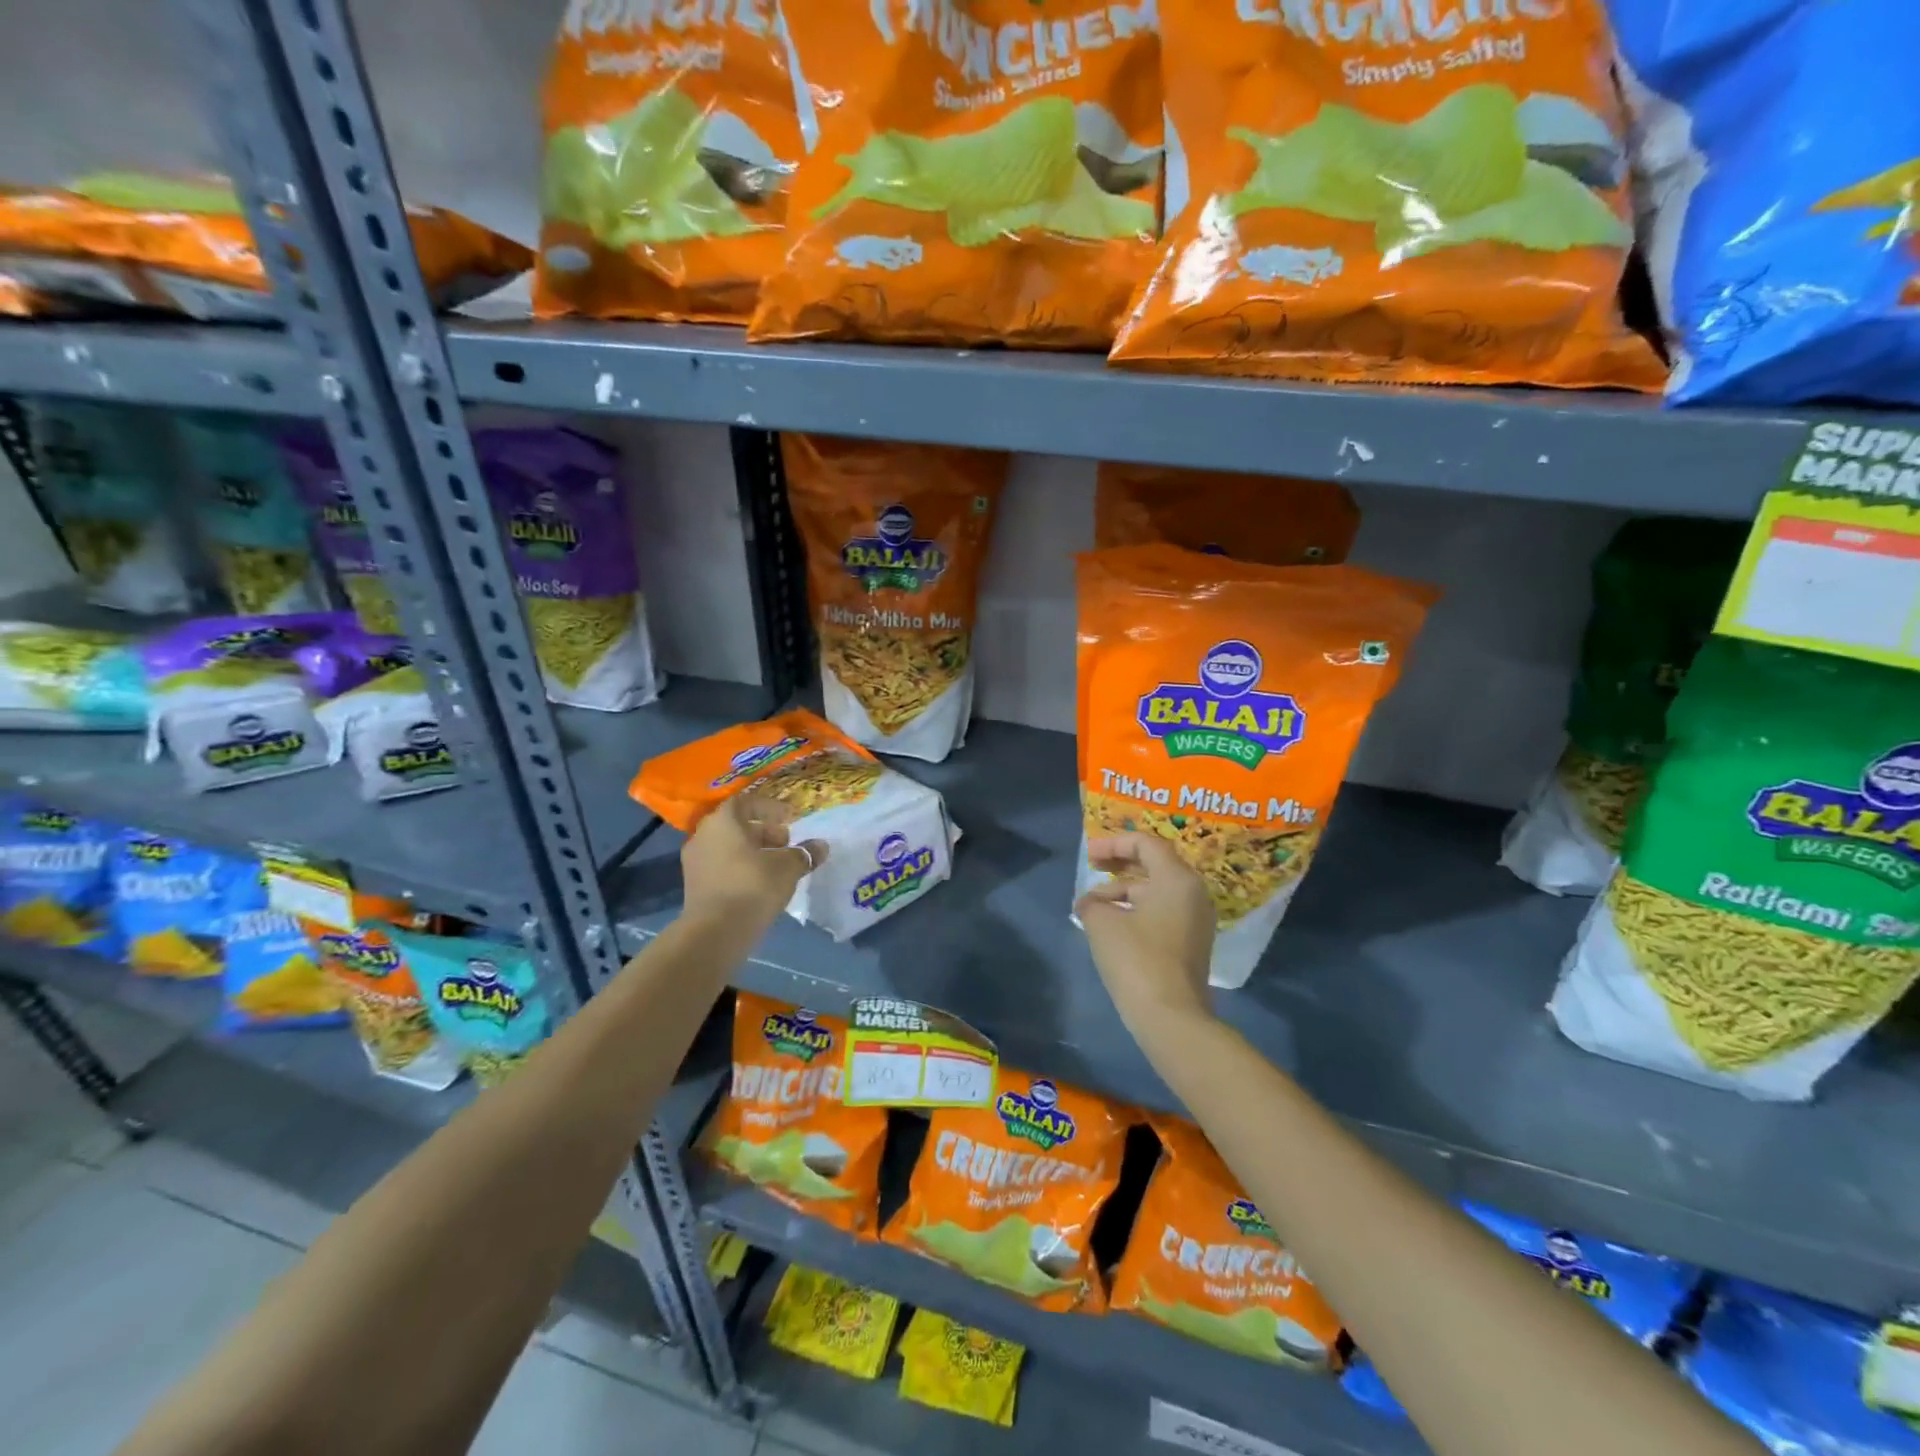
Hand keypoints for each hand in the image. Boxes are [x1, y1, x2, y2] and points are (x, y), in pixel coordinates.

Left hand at [681, 794, 827, 926]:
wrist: (715, 933)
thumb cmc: (753, 886)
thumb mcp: (788, 868)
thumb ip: (804, 853)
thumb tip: (821, 846)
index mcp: (723, 821)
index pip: (746, 802)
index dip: (770, 808)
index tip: (790, 818)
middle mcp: (703, 835)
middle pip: (737, 825)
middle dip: (764, 831)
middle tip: (787, 843)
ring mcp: (695, 862)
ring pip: (729, 847)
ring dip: (753, 851)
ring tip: (778, 865)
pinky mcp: (695, 886)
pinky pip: (722, 866)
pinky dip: (741, 867)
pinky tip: (761, 883)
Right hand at [1075, 833, 1216, 1024]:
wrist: (1171, 1018)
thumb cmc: (1137, 959)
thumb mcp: (1102, 923)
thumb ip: (1092, 903)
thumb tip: (1090, 904)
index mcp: (1177, 879)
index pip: (1147, 844)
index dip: (1114, 844)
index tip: (1089, 855)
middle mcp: (1193, 894)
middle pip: (1154, 865)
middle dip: (1120, 864)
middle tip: (1092, 868)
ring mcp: (1196, 921)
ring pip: (1156, 892)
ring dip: (1123, 892)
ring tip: (1092, 908)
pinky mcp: (1191, 944)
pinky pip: (1162, 913)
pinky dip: (1136, 911)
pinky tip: (1111, 926)